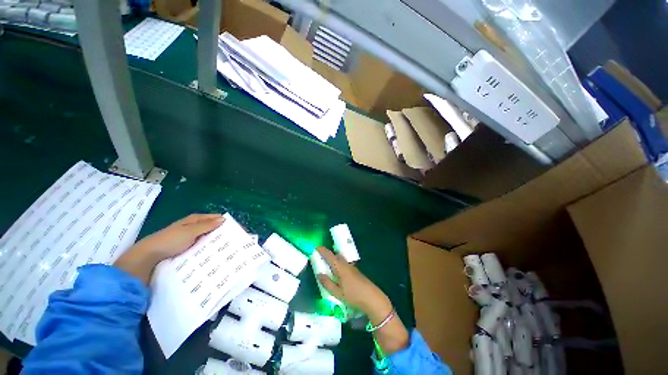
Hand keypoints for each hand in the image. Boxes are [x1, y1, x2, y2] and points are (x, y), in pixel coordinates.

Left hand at [114, 214, 223, 283]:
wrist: (149, 257)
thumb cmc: (170, 240)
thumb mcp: (190, 231)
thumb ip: (207, 225)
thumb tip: (223, 219)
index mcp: (192, 220)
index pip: (211, 217)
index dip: (221, 220)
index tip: (234, 226)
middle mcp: (190, 227)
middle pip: (208, 227)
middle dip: (218, 231)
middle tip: (232, 237)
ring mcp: (186, 238)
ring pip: (204, 237)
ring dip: (212, 240)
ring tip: (224, 246)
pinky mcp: (183, 248)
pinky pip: (198, 245)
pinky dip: (205, 247)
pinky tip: (211, 252)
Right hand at [316, 246, 392, 324]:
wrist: (372, 299)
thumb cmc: (353, 295)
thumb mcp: (337, 293)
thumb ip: (327, 283)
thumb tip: (319, 274)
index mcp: (341, 268)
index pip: (330, 256)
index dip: (323, 251)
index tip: (317, 247)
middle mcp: (347, 265)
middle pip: (336, 256)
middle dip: (329, 255)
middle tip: (321, 257)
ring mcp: (353, 268)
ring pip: (341, 261)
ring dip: (334, 260)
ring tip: (328, 265)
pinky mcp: (356, 273)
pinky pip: (345, 265)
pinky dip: (339, 265)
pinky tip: (338, 274)